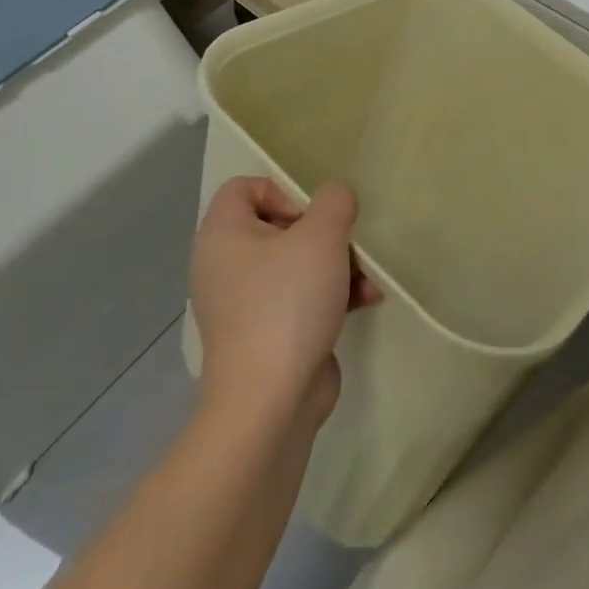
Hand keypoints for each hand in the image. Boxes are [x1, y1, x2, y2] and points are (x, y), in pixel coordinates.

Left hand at [190, 177, 380, 428]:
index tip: (312, 217)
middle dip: (322, 233)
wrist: (270, 401)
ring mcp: (244, 304)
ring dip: (336, 264)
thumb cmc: (288, 302)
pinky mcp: (266, 334)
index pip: (245, 187)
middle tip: (343, 244)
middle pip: (278, 226)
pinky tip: (366, 300)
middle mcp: (225, 265)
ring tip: (366, 277)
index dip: (283, 191)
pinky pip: (299, 298)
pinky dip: (330, 295)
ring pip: (295, 263)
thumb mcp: (321, 236)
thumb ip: (334, 201)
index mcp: (223, 235)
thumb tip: (335, 197)